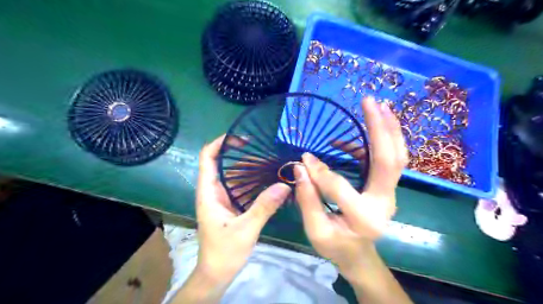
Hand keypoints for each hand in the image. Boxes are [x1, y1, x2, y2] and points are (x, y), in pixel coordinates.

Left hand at [196, 134, 292, 283]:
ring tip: (272, 164)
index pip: (207, 157)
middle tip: (267, 153)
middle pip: (224, 163)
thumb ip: (264, 206)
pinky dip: (253, 182)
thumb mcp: (246, 229)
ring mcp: (222, 198)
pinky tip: (268, 181)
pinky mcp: (230, 206)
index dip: (221, 143)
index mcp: (209, 192)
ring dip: (251, 169)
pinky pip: (241, 188)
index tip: (242, 138)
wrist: (216, 274)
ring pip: (234, 176)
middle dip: (243, 156)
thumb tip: (284, 185)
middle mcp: (213, 191)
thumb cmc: (224, 252)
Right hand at [295, 97, 404, 277]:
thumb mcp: (316, 230)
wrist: (360, 255)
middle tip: (371, 102)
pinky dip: (375, 142)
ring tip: (377, 106)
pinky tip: (358, 134)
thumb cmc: (336, 246)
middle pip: (389, 160)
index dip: (320, 171)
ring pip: (397, 157)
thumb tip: (301, 166)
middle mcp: (385, 202)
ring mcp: (389, 193)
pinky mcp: (385, 187)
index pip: (340, 187)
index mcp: (364, 219)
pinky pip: (386, 159)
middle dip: (380, 128)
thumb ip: (307, 199)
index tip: (304, 157)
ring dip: (389, 129)